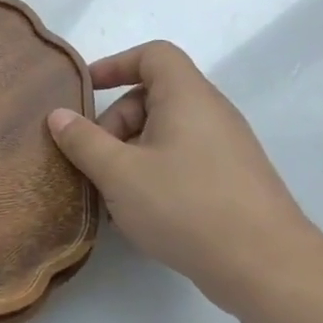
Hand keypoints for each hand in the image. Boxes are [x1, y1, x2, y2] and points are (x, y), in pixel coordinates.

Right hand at [48, 41, 322, 312]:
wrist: (265, 266)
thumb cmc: (185, 206)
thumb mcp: (118, 173)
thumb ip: (83, 140)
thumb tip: (58, 115)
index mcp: (188, 98)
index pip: (154, 55)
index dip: (115, 64)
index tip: (85, 92)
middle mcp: (211, 114)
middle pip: (153, 96)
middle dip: (114, 122)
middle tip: (93, 160)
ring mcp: (225, 148)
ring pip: (164, 133)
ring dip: (128, 153)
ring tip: (110, 192)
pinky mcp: (230, 179)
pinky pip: (181, 159)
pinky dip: (151, 172)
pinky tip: (137, 210)